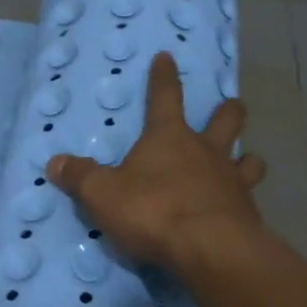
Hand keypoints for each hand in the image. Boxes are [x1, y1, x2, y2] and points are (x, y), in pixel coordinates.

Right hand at [46, 51, 265, 272]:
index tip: (167, 57)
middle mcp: (206, 151)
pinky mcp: (248, 211)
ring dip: (247, 157)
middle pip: (226, 119)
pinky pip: (250, 197)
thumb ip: (81, 177)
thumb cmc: (153, 211)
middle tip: (230, 105)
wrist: (210, 249)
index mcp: (169, 137)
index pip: (165, 96)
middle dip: (227, 110)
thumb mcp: (103, 194)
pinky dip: (245, 199)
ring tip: (246, 161)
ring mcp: (232, 180)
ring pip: (249, 159)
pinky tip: (241, 208)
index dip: (164, 76)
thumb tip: (55, 163)